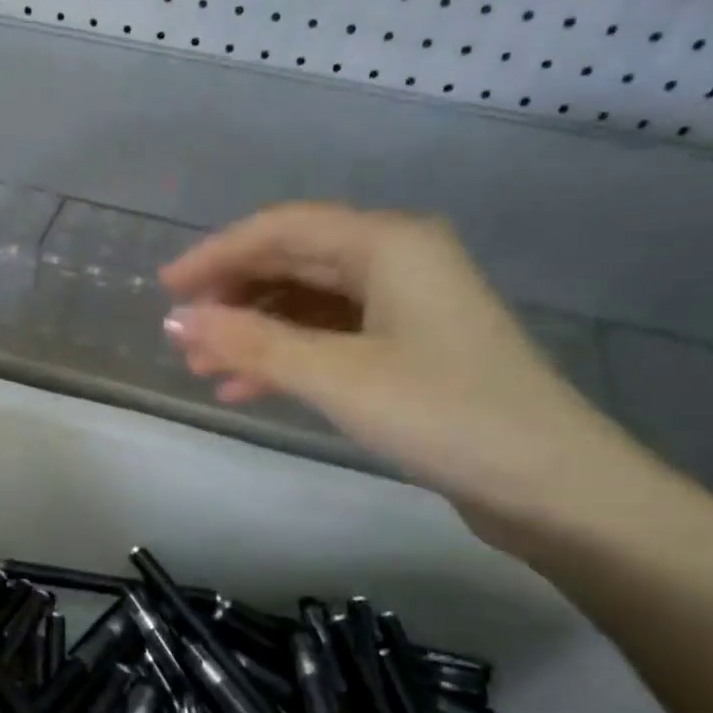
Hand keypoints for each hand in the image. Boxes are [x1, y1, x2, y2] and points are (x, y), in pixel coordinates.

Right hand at [160, 203, 647, 548]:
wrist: (547, 483)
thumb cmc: (442, 414)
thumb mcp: (336, 376)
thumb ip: (252, 344)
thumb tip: (177, 321)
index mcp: (388, 244)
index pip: (282, 229)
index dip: (217, 254)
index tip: (165, 290)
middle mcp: (398, 262)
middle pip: (295, 263)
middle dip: (233, 297)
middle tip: (182, 336)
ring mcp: (405, 309)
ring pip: (309, 305)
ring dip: (254, 333)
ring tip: (205, 369)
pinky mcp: (407, 351)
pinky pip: (329, 340)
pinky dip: (286, 359)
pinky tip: (249, 389)